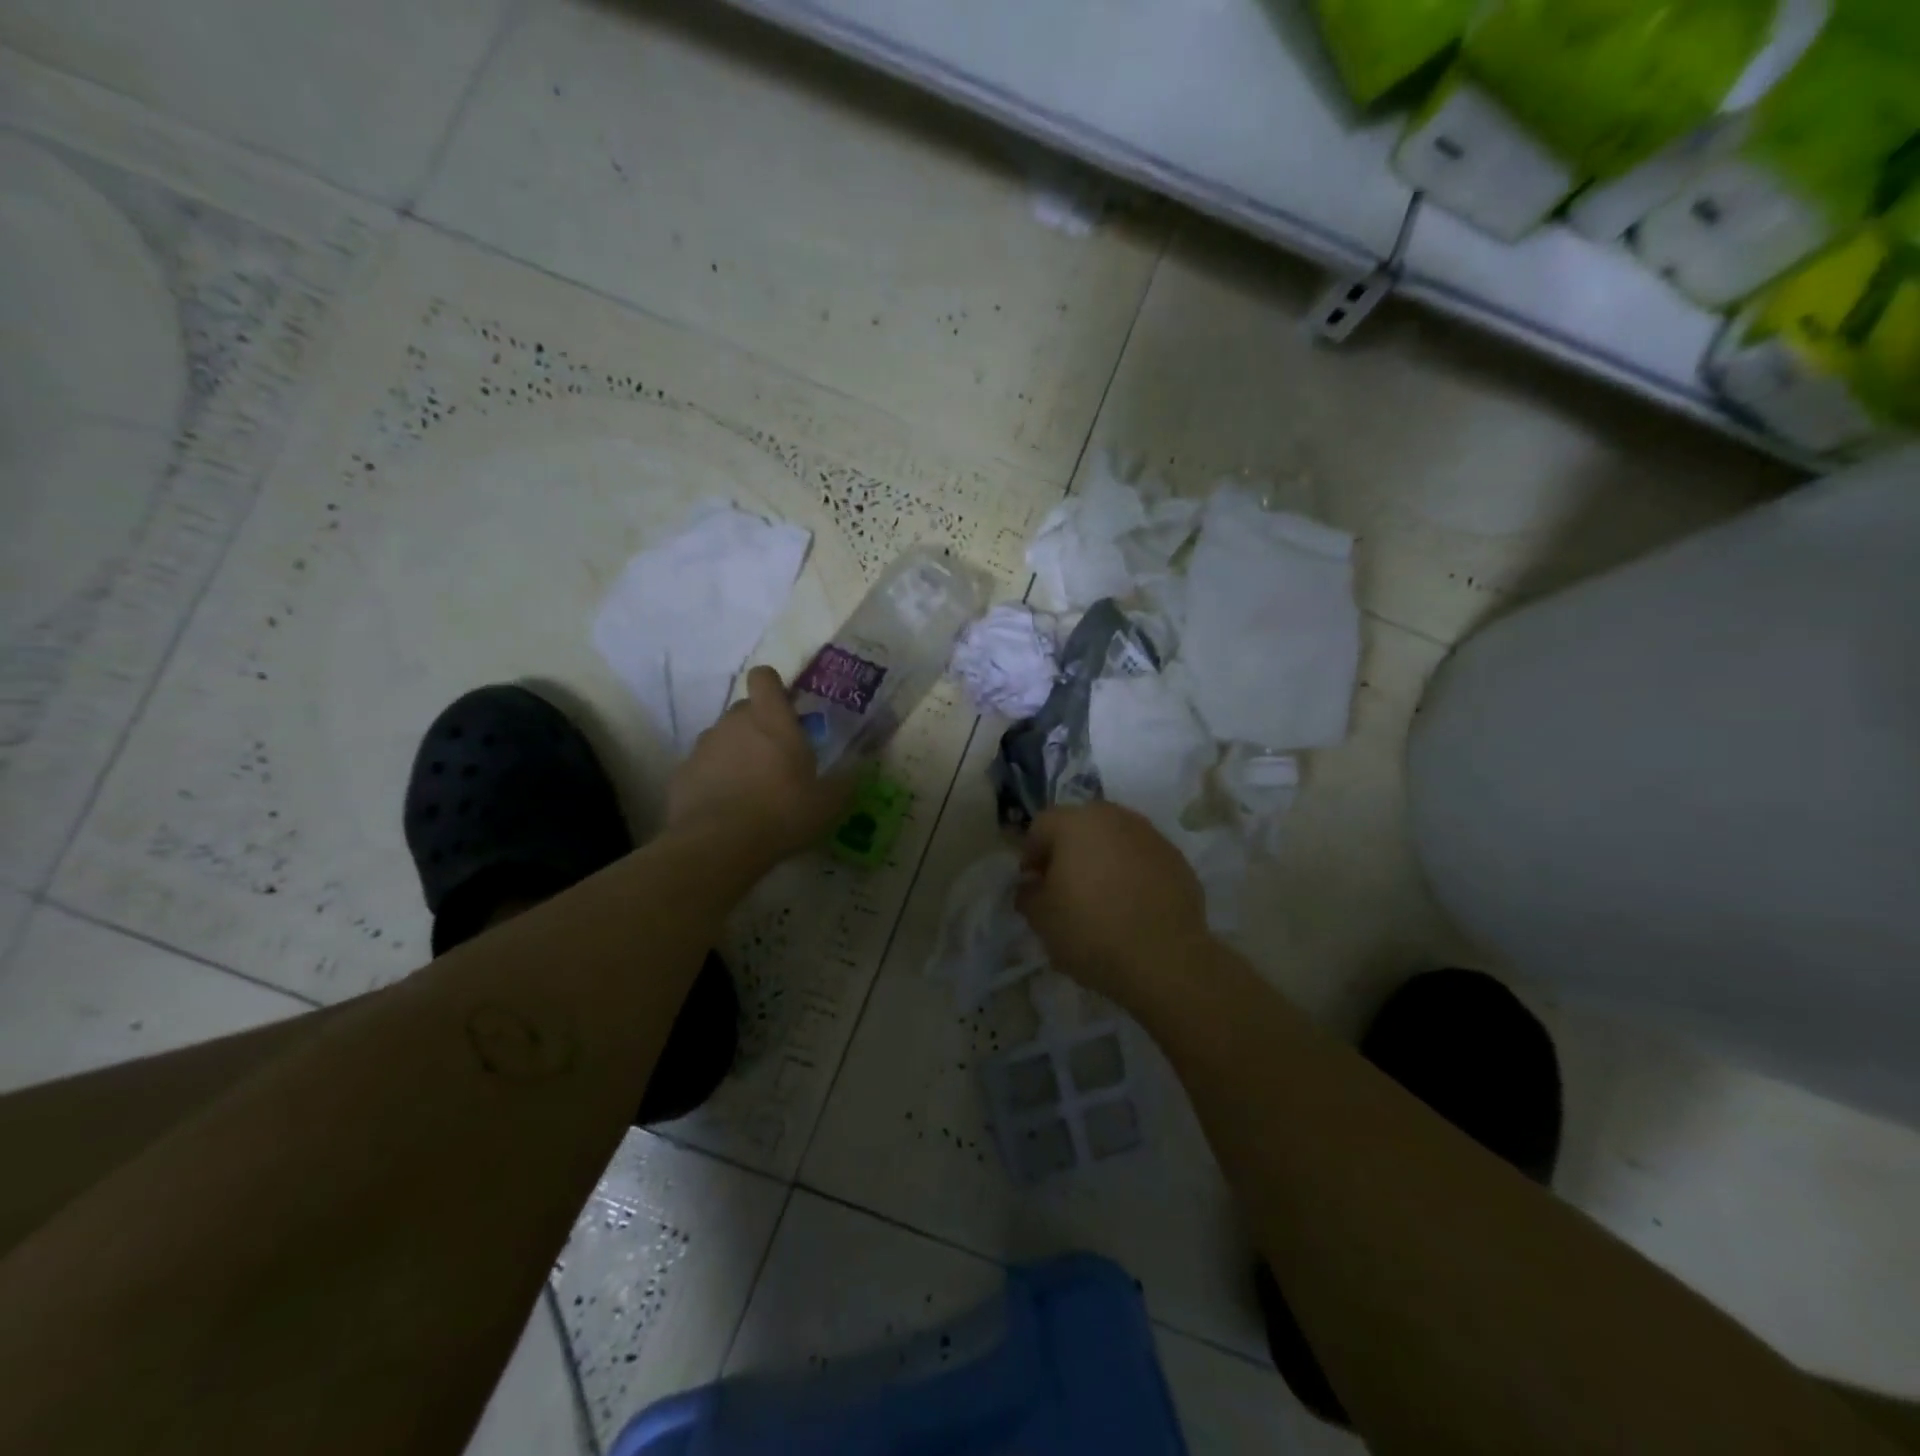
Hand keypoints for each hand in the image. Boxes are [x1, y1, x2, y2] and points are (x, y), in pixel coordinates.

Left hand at [665, 667, 853, 864]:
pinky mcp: (681, 774)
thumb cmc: (782, 813)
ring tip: (750, 788)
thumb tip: (856, 774)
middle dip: (759, 726)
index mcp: (771, 719)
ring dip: (736, 753)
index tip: (785, 707)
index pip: (764, 677)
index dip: (773, 686)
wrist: (718, 845)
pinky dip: (713, 780)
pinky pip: (703, 768)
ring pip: (722, 738)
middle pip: (745, 709)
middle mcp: (734, 723)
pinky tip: (726, 809)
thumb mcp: (828, 804)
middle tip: (776, 758)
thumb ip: (843, 783)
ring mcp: (703, 747)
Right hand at [1016, 802, 1211, 1008]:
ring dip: (1102, 861)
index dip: (1031, 856)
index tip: (1033, 886)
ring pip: (1114, 840)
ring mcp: (1151, 836)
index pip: (1041, 826)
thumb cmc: (1091, 931)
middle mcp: (1114, 817)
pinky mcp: (1178, 860)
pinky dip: (1132, 874)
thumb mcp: (1041, 919)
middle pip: (1080, 827)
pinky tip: (1131, 906)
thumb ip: (1028, 894)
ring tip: (1100, 898)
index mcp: (1075, 823)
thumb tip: (1031, 885)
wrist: (1165, 959)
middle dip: (1068, 853)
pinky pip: (1143, 859)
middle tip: (1064, 889)